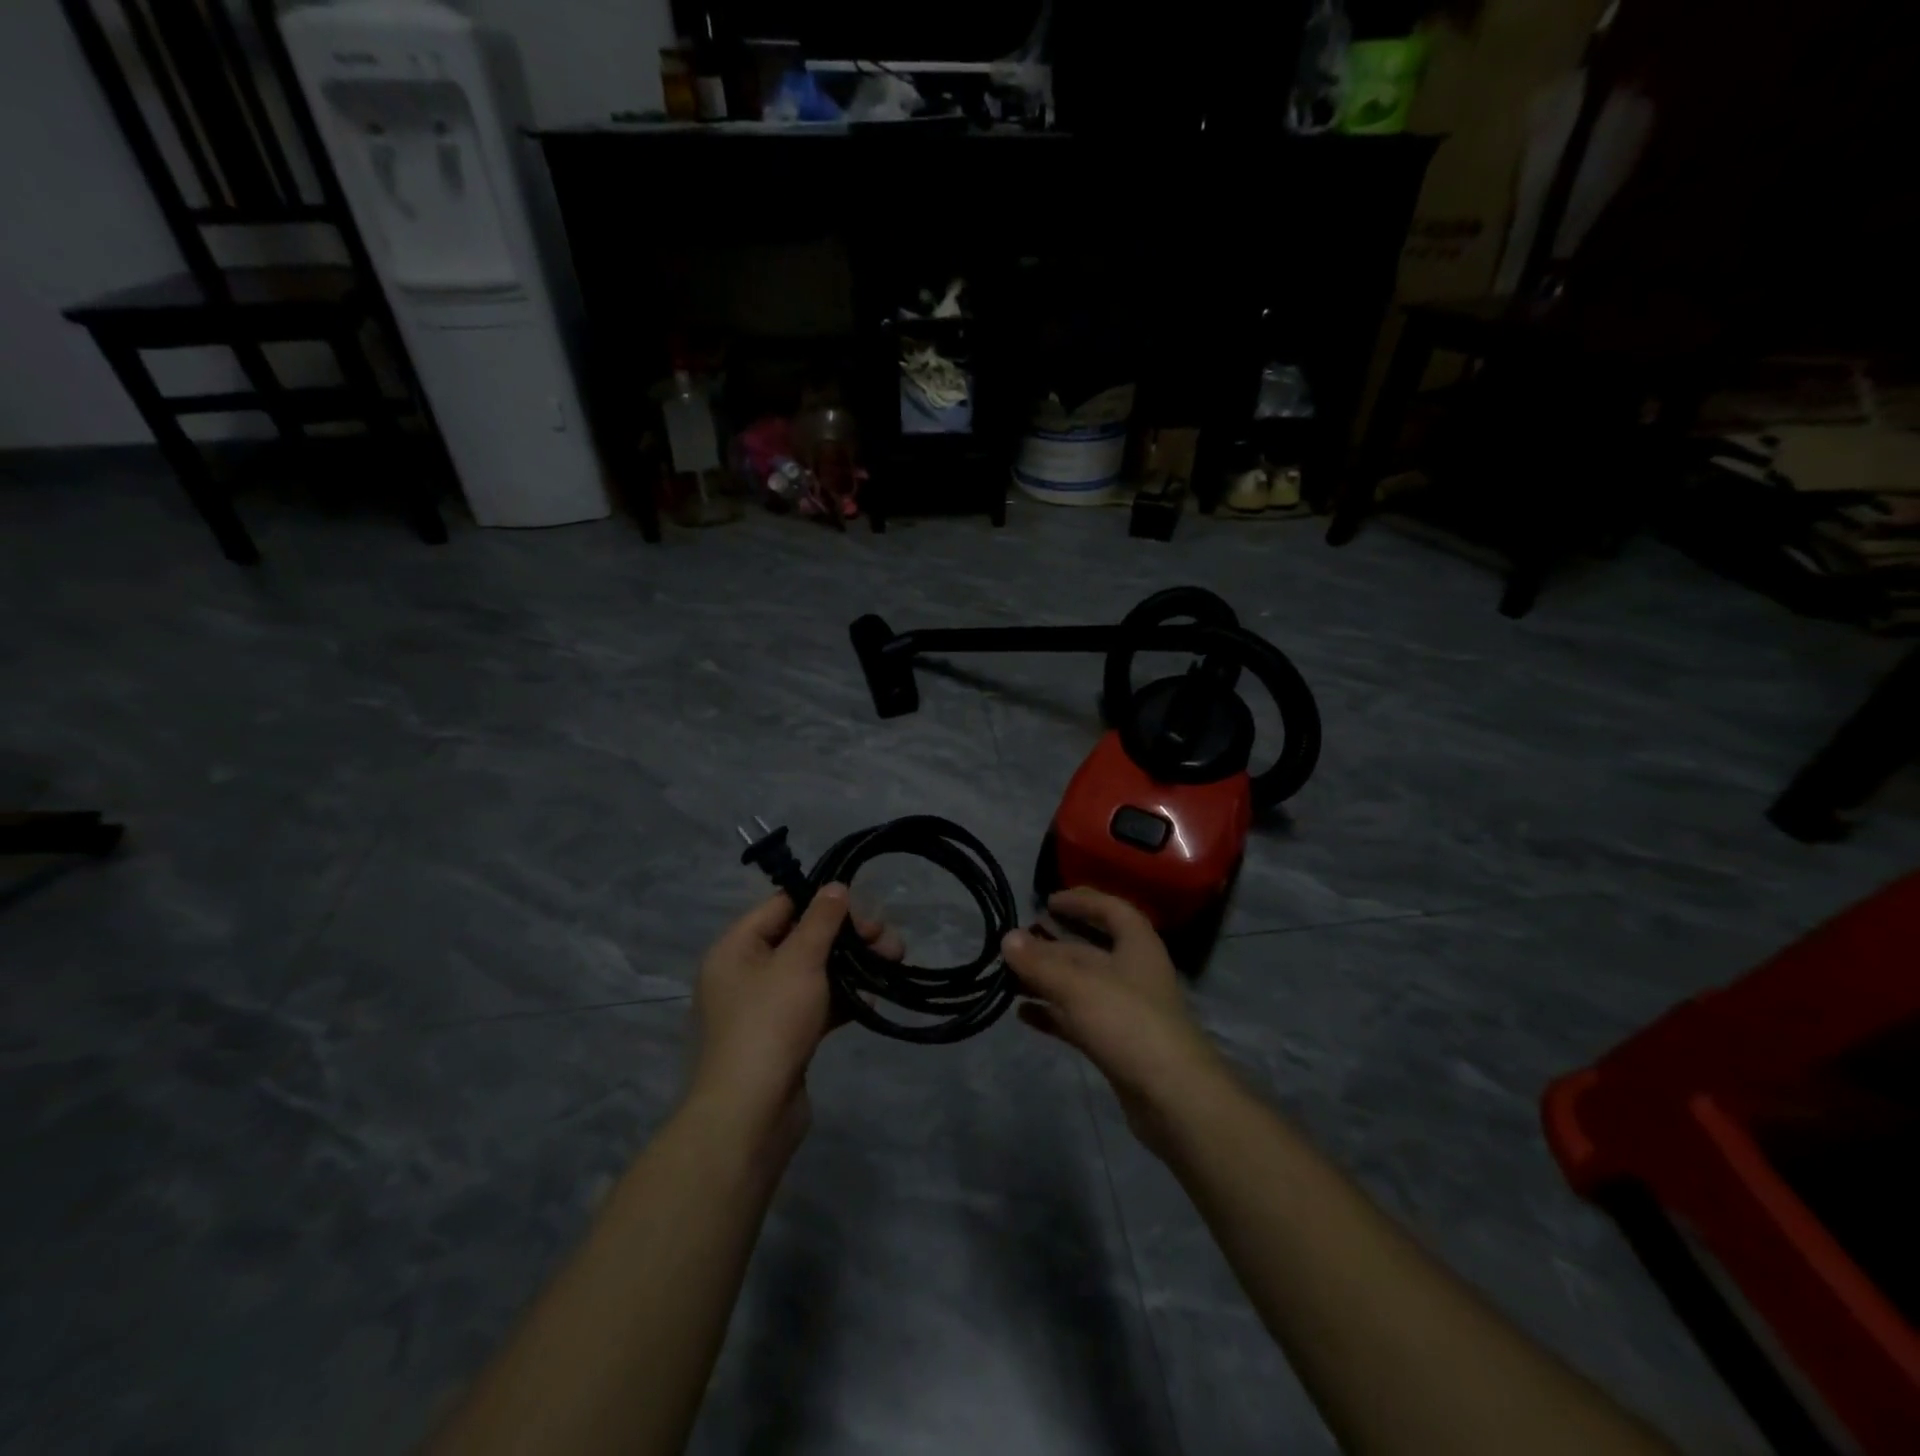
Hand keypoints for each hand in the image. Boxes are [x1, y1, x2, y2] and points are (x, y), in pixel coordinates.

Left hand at [690, 886, 901, 1147]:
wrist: (750, 1115)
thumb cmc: (770, 1023)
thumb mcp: (800, 961)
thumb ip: (820, 920)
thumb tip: (835, 886)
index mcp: (736, 947)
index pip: (782, 905)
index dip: (823, 902)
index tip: (862, 909)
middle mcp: (744, 972)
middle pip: (802, 938)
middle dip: (847, 938)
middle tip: (888, 941)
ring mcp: (763, 1008)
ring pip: (813, 972)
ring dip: (851, 967)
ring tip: (893, 965)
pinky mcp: (782, 1037)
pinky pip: (814, 1005)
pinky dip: (841, 999)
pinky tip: (872, 1001)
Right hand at [1002, 888, 1231, 1156]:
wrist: (1174, 1099)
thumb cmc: (1129, 1024)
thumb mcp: (1079, 987)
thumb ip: (1041, 963)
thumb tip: (1007, 937)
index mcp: (1137, 946)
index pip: (1111, 910)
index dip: (1082, 901)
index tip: (1048, 901)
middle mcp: (1133, 973)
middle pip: (1089, 951)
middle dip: (1052, 946)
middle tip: (1014, 945)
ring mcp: (1126, 1011)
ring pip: (1080, 987)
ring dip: (1047, 981)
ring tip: (1009, 979)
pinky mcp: (1117, 1045)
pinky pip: (1078, 1020)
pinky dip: (1053, 1014)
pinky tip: (1023, 1014)